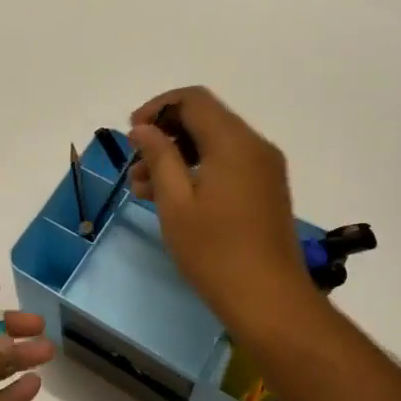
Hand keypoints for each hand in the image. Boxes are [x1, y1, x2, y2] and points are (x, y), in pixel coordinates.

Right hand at [127, 87, 324, 350]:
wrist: (269, 300)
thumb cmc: (215, 251)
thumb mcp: (175, 202)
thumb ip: (159, 156)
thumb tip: (143, 128)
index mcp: (234, 142)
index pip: (193, 100)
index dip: (157, 108)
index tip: (132, 134)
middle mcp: (254, 146)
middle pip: (204, 118)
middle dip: (165, 134)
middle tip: (135, 164)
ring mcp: (264, 169)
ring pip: (213, 143)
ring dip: (177, 155)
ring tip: (142, 187)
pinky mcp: (265, 189)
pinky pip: (227, 163)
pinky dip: (197, 169)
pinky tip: (170, 197)